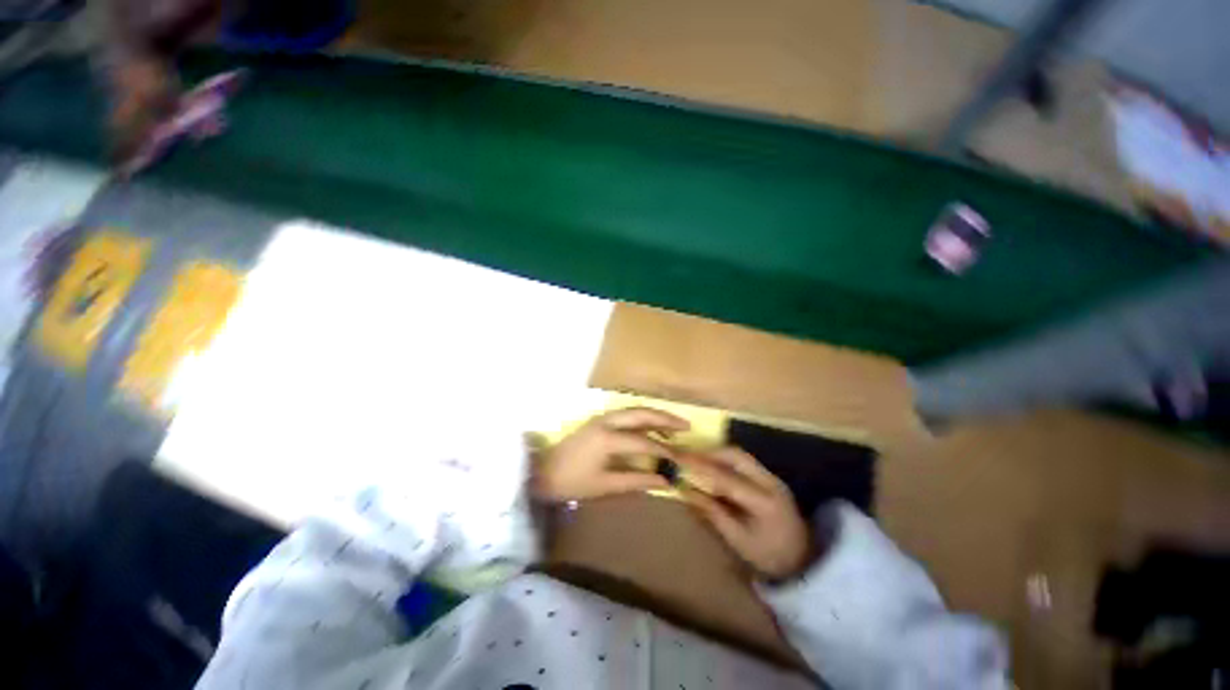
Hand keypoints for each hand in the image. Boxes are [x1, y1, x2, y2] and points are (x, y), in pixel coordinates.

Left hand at [532, 407, 688, 502]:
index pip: (643, 442)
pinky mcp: (598, 420)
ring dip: (654, 416)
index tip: (681, 460)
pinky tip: (650, 428)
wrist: (542, 472)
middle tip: (686, 426)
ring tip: (673, 427)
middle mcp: (606, 421)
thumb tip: (664, 481)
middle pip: (641, 414)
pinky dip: (642, 419)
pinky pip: (626, 415)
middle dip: (665, 418)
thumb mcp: (604, 486)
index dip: (664, 451)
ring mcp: (601, 418)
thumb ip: (636, 481)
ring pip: (634, 411)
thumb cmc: (571, 482)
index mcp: (607, 439)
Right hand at [681, 447, 811, 580]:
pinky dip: (725, 460)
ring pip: (739, 454)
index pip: (726, 478)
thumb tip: (686, 491)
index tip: (680, 461)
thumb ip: (712, 513)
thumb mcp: (738, 540)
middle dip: (709, 453)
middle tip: (687, 457)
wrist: (804, 559)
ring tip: (696, 460)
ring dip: (716, 454)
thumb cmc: (768, 555)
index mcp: (763, 502)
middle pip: (735, 455)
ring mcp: (772, 477)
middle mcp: (770, 482)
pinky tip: (713, 467)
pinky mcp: (770, 477)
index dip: (701, 468)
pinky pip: (743, 461)